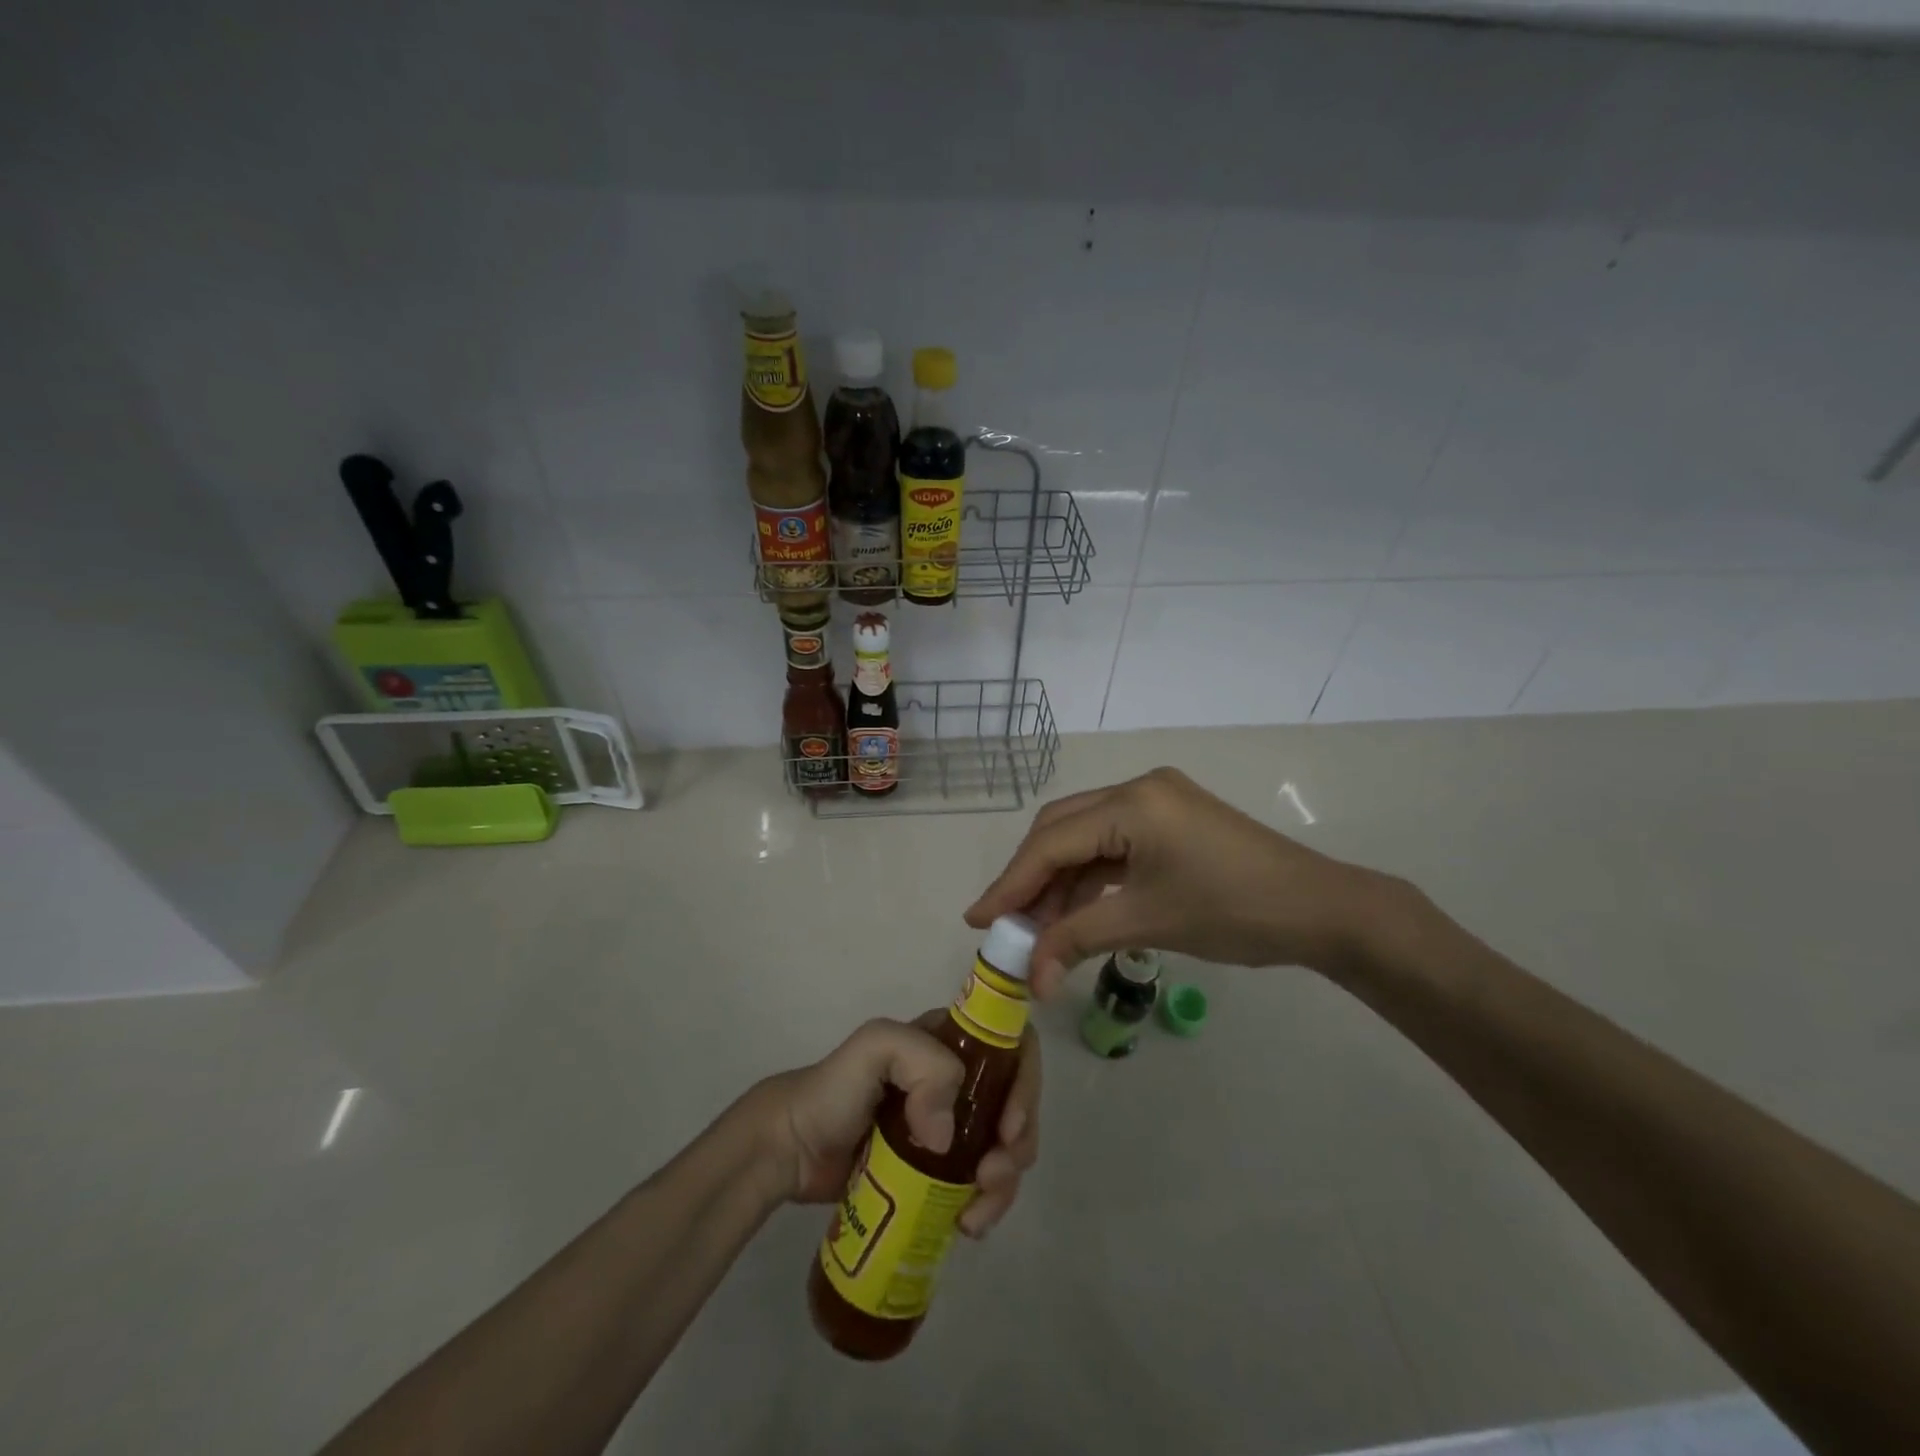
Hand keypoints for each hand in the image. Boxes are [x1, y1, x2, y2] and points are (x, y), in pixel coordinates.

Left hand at [747, 1015, 1041, 1237]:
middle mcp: (959, 1079)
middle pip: (1016, 1102)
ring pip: (1005, 1146)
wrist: (793, 1149)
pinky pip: (982, 1182)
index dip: (1025, 1082)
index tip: (1009, 1125)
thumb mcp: (875, 1046)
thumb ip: (920, 1062)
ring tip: (976, 1212)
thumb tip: (946, 1134)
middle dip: (1020, 1140)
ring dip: (1007, 1180)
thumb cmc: (834, 1090)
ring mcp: (952, 1126)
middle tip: (992, 1175)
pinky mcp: (940, 1168)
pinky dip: (988, 1203)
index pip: (1011, 1046)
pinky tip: (967, 1223)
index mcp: (949, 1041)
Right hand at [966, 767, 1391, 995]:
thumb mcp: (1147, 923)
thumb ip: (1078, 940)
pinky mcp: (1169, 819)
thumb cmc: (1234, 911)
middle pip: (1061, 830)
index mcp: (1132, 803)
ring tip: (1038, 928)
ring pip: (1085, 837)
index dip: (1011, 884)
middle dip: (1030, 878)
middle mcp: (1138, 788)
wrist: (1321, 910)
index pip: (1052, 843)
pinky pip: (1112, 844)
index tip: (978, 920)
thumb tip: (1031, 981)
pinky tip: (1076, 911)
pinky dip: (1090, 878)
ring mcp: (1156, 801)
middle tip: (1004, 923)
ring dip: (1060, 881)